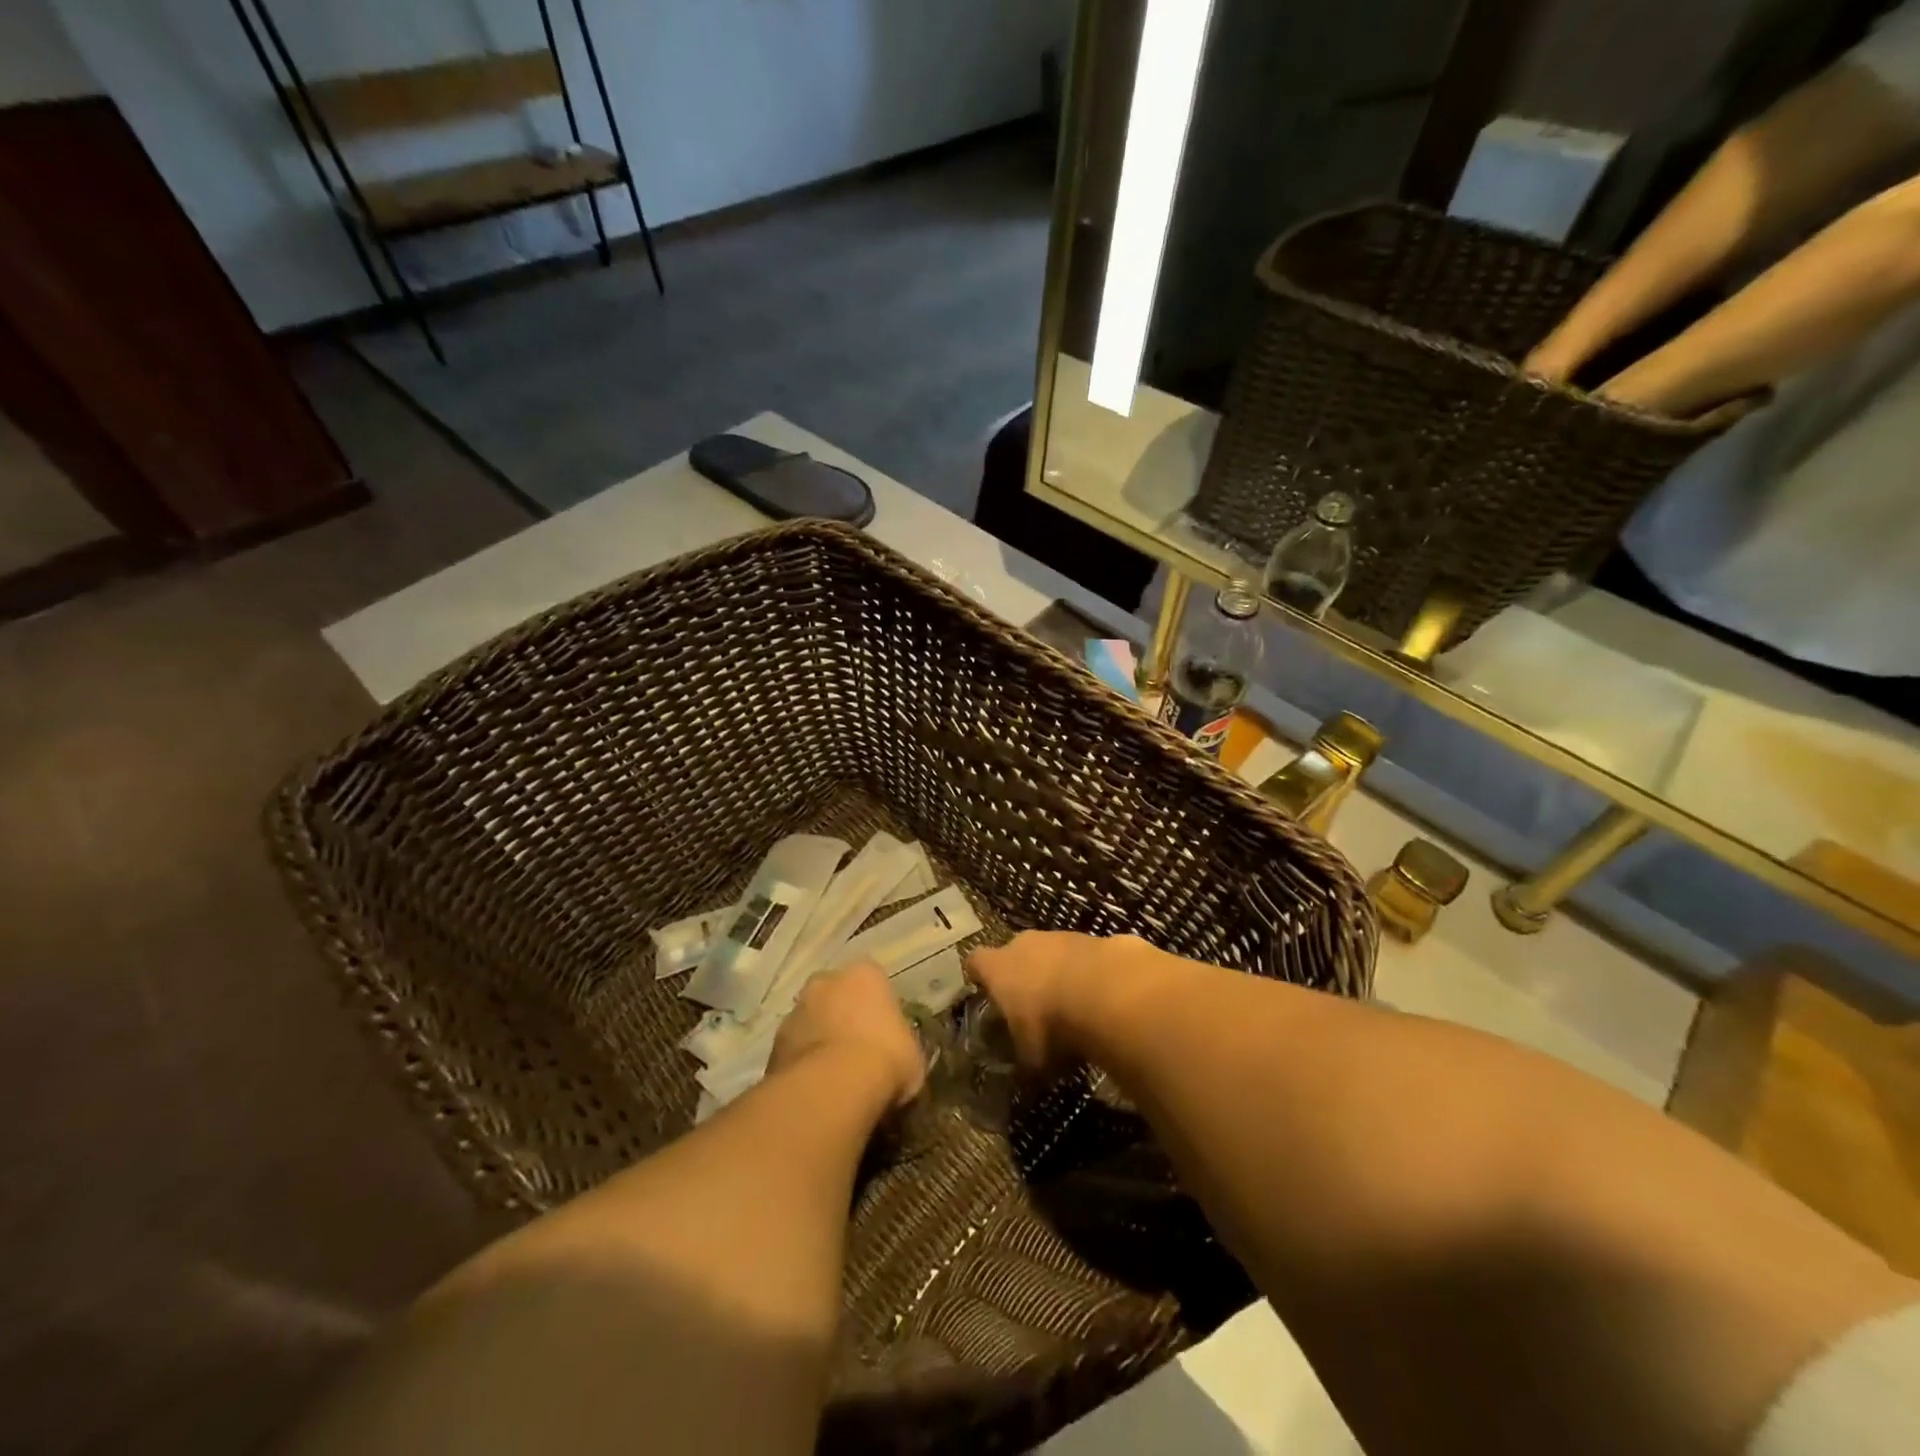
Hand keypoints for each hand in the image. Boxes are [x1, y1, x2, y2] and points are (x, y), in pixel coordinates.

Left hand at [768, 962, 924, 1108]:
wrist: (833, 1088)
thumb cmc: (885, 1059)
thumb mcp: (913, 1054)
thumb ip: (901, 1045)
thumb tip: (897, 1056)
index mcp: (865, 973)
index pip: (874, 983)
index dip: (879, 1010)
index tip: (886, 1036)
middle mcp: (826, 981)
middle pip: (837, 996)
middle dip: (843, 1017)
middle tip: (858, 1052)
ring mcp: (796, 1010)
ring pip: (811, 1022)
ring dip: (820, 1040)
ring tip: (835, 1077)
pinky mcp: (773, 1043)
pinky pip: (795, 1050)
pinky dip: (803, 1065)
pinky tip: (816, 1090)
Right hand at [965, 931, 1141, 1069]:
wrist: (1108, 992)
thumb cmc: (1052, 1025)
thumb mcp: (1032, 1059)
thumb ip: (1024, 1063)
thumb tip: (1024, 1082)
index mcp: (998, 968)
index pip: (976, 962)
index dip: (980, 976)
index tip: (985, 991)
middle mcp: (1024, 944)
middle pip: (1015, 953)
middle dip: (1022, 975)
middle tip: (1032, 1005)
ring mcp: (1060, 936)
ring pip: (1051, 952)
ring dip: (1058, 972)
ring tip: (1071, 1005)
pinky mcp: (1094, 938)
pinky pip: (1083, 956)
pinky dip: (1088, 973)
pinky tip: (1101, 998)